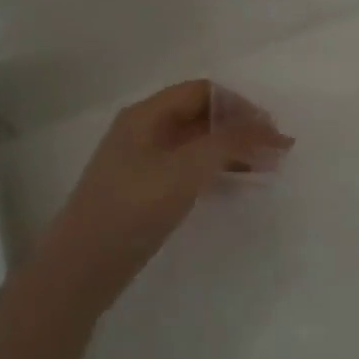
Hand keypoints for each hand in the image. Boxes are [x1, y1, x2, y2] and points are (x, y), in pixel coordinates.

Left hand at [44, 80, 290, 292]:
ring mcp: (143, 162)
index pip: (203, 92)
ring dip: (233, 151)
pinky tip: (235, 186)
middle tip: (275, 152)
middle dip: (241, 129)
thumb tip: (271, 128)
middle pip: (201, 116)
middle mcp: (144, 131)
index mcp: (147, 114)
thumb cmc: (134, 207)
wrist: (83, 266)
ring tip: (265, 169)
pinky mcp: (146, 190)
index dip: (240, 105)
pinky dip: (216, 171)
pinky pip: (189, 168)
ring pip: (198, 144)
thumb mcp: (187, 168)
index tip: (270, 130)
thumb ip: (230, 141)